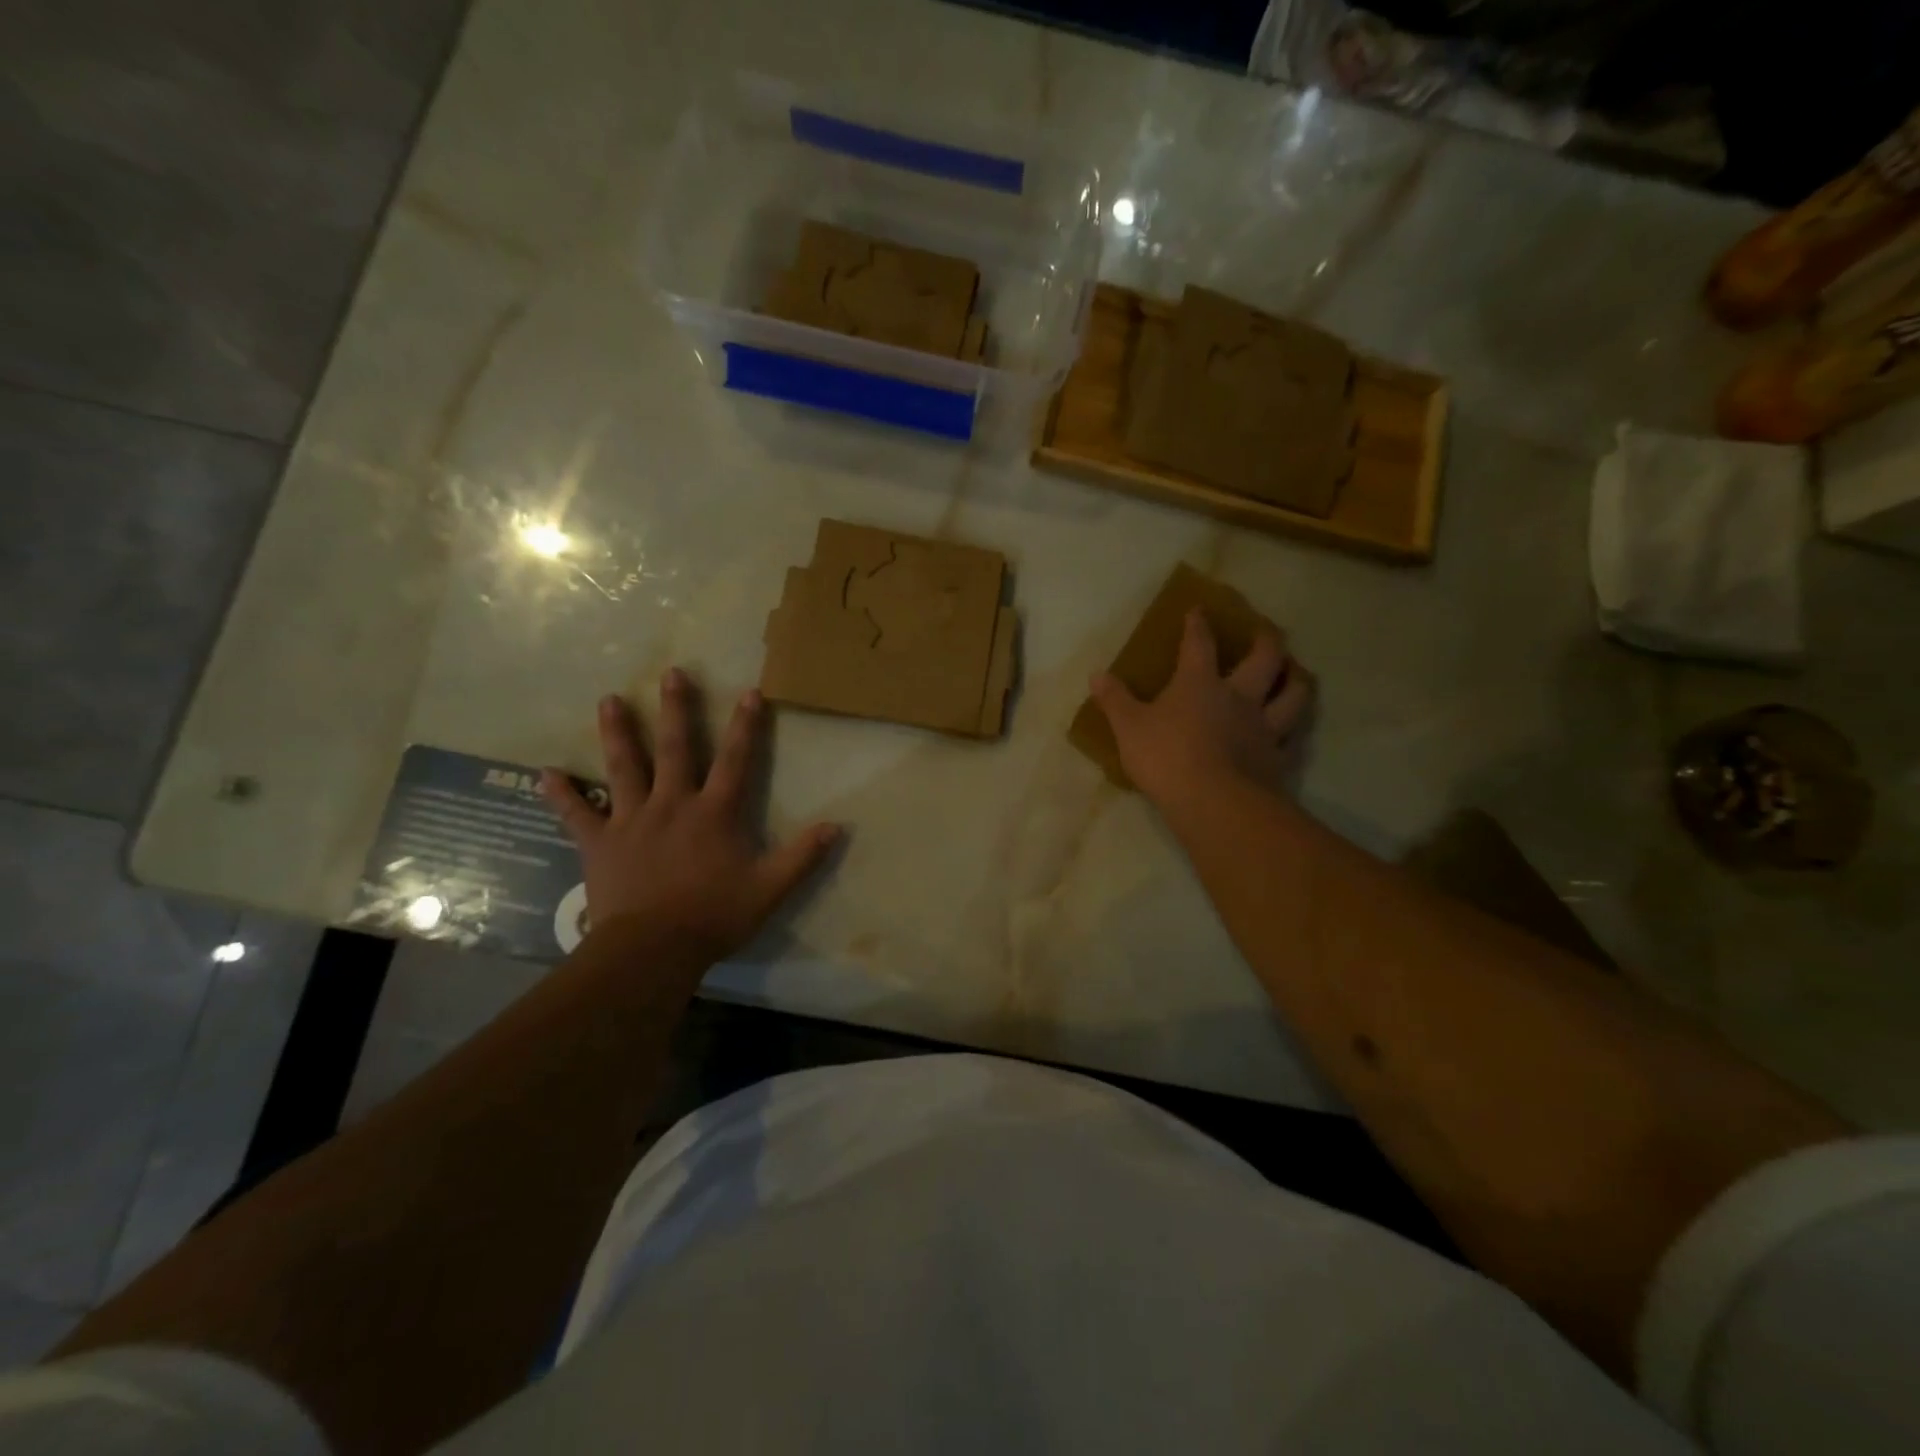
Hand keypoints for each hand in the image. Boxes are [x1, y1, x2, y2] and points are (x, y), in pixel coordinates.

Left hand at [542, 670, 839, 969]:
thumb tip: (837, 827)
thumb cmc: (713, 917)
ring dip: (618, 733)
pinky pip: (577, 814)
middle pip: (676, 749)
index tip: (750, 692)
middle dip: (677, 709)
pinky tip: (545, 774)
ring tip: (608, 700)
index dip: (746, 726)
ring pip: (624, 768)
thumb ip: (802, 856)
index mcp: (713, 813)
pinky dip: (562, 795)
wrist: (652, 950)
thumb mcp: (769, 889)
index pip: (736, 760)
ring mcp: (631, 820)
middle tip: (672, 673)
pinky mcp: (600, 843)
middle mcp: (672, 804)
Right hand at [1091, 608, 1314, 808]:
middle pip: (1264, 658)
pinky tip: (1291, 731)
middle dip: (1266, 640)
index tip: (1199, 610)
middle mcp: (1238, 697)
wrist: (1213, 802)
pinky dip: (1293, 730)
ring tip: (1296, 673)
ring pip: (1292, 694)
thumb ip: (1115, 700)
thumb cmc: (1166, 757)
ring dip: (1296, 679)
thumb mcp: (1129, 728)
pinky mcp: (1275, 758)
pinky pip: (1291, 738)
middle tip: (1268, 633)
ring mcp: (1261, 727)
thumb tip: (1096, 674)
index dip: (1198, 625)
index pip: (1199, 644)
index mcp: (1199, 683)